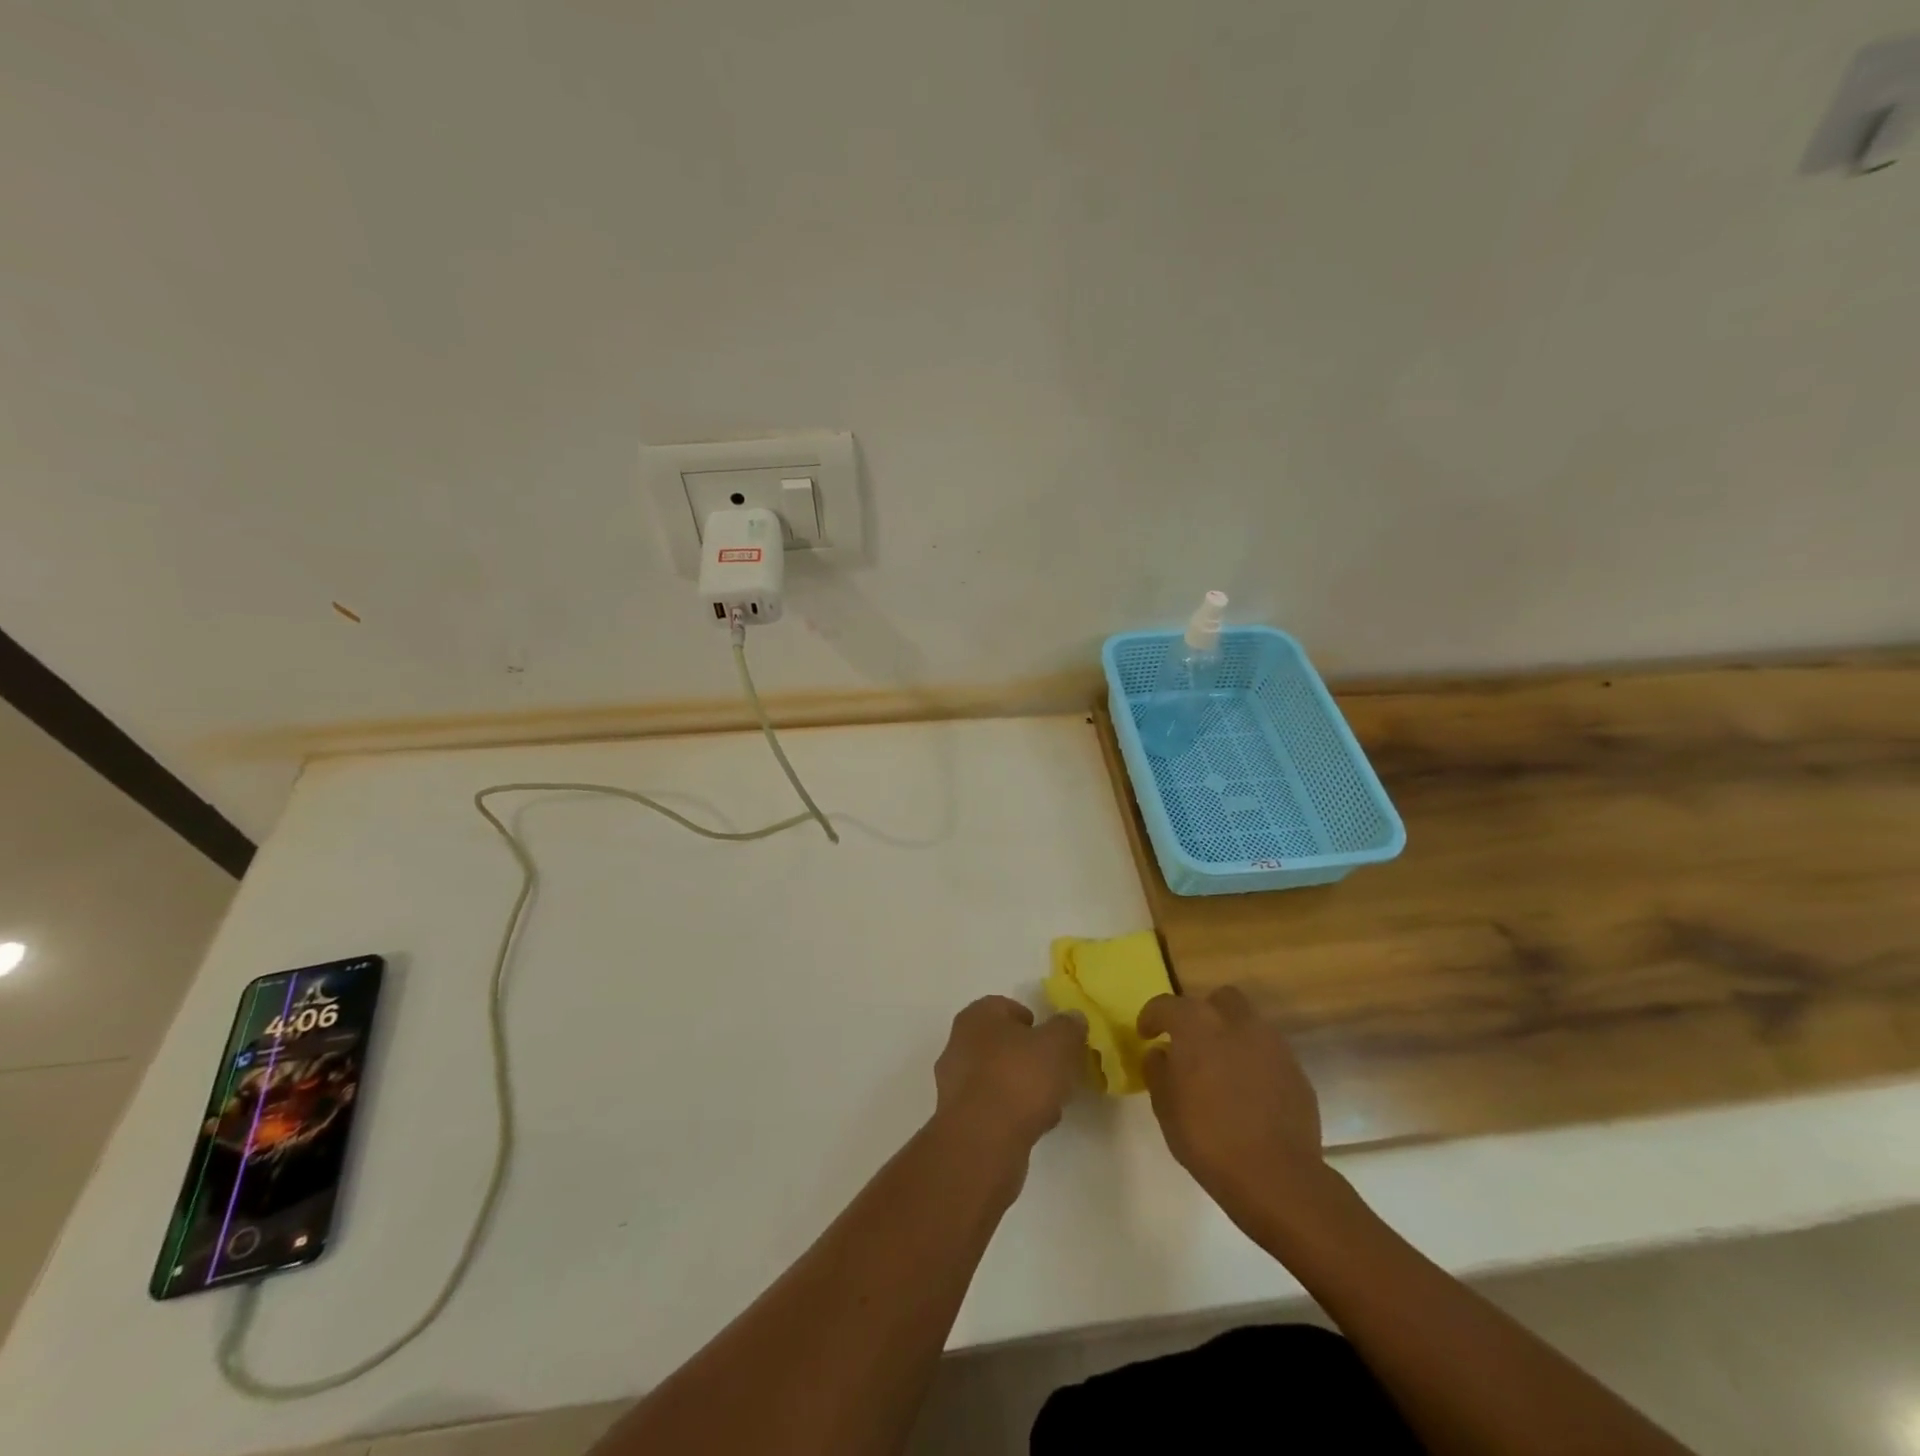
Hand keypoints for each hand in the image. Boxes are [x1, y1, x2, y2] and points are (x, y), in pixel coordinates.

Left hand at [932, 996, 1086, 1159]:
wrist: (982, 1141)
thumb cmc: (1019, 1078)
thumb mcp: (1058, 1044)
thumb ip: (1068, 1027)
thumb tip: (1073, 1019)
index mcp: (977, 1016)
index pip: (1006, 1007)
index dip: (1033, 1022)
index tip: (1054, 1041)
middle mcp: (959, 1043)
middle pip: (1001, 1044)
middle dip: (1029, 1057)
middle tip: (1056, 1073)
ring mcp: (954, 1083)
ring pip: (997, 1077)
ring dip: (1022, 1087)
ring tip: (1051, 1104)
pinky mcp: (958, 1119)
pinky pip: (992, 1107)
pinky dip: (1012, 1113)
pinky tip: (1034, 1127)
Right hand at [1137, 986, 1328, 1229]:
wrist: (1277, 1177)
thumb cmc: (1208, 1139)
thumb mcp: (1165, 1107)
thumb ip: (1158, 1071)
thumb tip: (1161, 1053)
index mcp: (1197, 1026)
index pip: (1167, 1005)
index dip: (1152, 1016)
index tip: (1146, 1034)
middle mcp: (1236, 1023)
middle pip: (1219, 999)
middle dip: (1203, 1013)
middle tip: (1191, 1042)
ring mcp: (1272, 1045)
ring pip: (1248, 1023)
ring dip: (1231, 1036)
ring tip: (1221, 1068)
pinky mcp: (1296, 1071)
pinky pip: (1268, 1053)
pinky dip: (1254, 1062)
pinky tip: (1247, 1092)